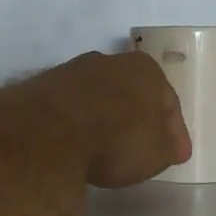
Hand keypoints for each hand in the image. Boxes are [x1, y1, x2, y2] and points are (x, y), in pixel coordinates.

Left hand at [0, 52, 191, 188]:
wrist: (49, 132)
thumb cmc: (117, 138)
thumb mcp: (158, 152)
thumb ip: (168, 146)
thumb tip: (170, 145)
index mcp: (145, 69)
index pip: (167, 101)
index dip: (173, 131)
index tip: (175, 153)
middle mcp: (109, 61)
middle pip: (130, 93)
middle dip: (137, 117)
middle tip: (140, 147)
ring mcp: (71, 72)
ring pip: (97, 97)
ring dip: (103, 118)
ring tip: (104, 148)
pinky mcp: (40, 88)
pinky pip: (69, 109)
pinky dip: (76, 125)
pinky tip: (75, 145)